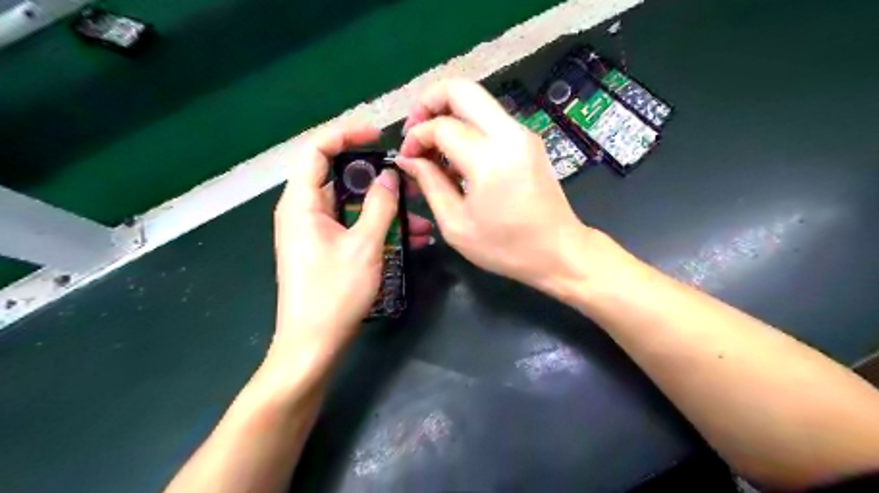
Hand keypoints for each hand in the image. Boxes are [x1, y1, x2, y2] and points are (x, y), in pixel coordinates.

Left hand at [270, 120, 430, 372]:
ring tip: (420, 212)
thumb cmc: (334, 293)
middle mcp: (303, 211)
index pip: (316, 149)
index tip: (378, 134)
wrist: (312, 344)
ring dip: (384, 206)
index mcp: (301, 202)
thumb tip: (389, 175)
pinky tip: (412, 237)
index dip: (345, 133)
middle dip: (376, 175)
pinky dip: (378, 226)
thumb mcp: (363, 245)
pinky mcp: (326, 248)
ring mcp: (315, 231)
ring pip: (351, 204)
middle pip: (338, 176)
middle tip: (409, 177)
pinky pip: (353, 226)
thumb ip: (379, 205)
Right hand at [397, 79, 589, 292]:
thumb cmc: (506, 247)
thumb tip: (408, 158)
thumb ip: (430, 184)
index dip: (416, 137)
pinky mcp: (528, 140)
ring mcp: (523, 133)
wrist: (559, 251)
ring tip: (433, 148)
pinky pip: (490, 118)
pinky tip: (457, 156)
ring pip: (476, 100)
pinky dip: (467, 126)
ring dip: (448, 114)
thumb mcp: (456, 224)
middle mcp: (509, 134)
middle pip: (462, 88)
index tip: (406, 158)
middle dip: (429, 102)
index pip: (441, 126)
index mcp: (489, 158)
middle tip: (415, 132)